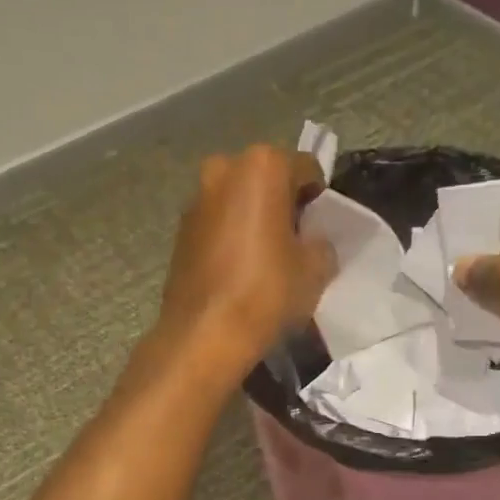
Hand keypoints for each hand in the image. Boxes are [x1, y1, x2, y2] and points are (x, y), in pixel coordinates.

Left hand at [157, 143, 334, 379]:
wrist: (204, 334)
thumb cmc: (267, 291)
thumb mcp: (315, 268)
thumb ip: (320, 242)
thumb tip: (311, 240)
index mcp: (262, 166)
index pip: (305, 168)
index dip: (318, 198)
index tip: (320, 227)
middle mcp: (223, 169)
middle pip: (266, 178)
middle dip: (282, 202)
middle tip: (294, 240)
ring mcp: (196, 198)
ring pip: (238, 199)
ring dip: (254, 217)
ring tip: (266, 256)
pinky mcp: (180, 229)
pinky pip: (217, 221)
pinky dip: (231, 234)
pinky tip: (239, 268)